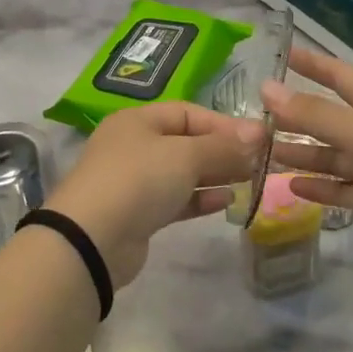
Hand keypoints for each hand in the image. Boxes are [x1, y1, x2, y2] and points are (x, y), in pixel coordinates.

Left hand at [43, 102, 262, 286]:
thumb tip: (257, 133)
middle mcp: (134, 145)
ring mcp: (134, 181)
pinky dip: (200, 198)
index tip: (259, 139)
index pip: (187, 113)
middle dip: (222, 150)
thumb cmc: (138, 180)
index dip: (223, 123)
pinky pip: (176, 199)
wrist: (92, 238)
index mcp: (137, 120)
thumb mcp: (185, 155)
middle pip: (185, 142)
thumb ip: (222, 146)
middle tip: (260, 162)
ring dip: (214, 175)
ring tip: (249, 180)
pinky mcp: (139, 213)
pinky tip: (226, 201)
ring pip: (182, 172)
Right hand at [262, 46, 352, 286]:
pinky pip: (340, 190)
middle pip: (328, 118)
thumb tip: (266, 86)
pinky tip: (289, 186)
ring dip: (299, 153)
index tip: (281, 53)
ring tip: (261, 152)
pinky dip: (317, 187)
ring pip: (330, 155)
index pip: (339, 75)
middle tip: (252, 116)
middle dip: (295, 115)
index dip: (312, 63)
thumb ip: (313, 113)